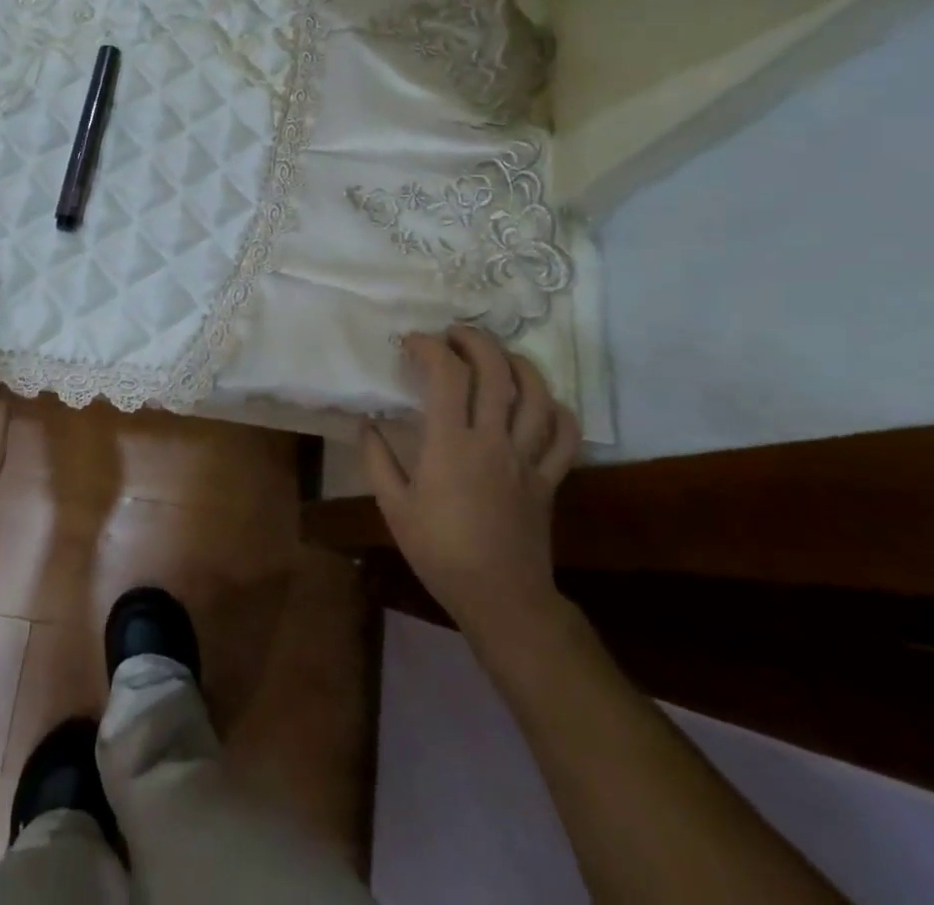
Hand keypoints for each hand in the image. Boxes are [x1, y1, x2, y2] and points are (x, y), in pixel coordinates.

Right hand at [364, 327, 580, 670]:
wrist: (501, 598)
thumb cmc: (440, 552)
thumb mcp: (393, 507)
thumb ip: (376, 458)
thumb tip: (368, 422)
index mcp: (451, 445)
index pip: (447, 374)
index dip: (430, 347)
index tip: (411, 343)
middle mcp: (493, 441)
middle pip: (496, 371)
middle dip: (475, 341)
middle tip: (454, 334)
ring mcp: (527, 458)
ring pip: (537, 395)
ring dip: (518, 363)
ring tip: (498, 355)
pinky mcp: (549, 478)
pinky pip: (565, 436)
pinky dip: (558, 410)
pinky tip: (541, 402)